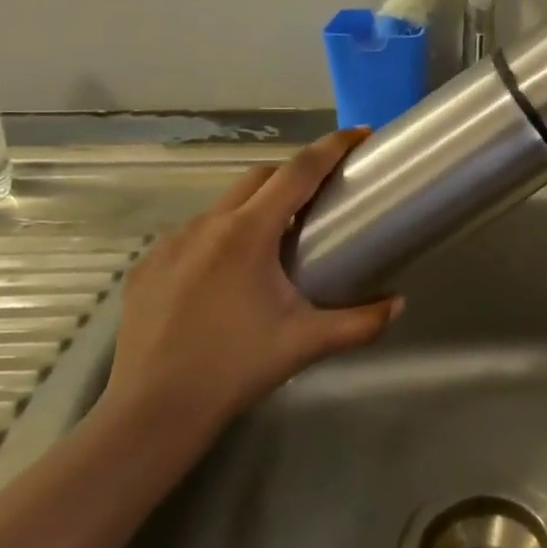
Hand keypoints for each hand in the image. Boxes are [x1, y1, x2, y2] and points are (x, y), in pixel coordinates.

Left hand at [98, 128, 400, 444]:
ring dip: (255, 206)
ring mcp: (170, 243)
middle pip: (260, 177)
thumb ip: (361, 322)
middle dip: (294, 174)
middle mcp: (207, 224)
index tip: (358, 134)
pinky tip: (226, 274)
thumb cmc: (235, 369)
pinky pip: (193, 234)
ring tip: (274, 241)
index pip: (298, 171)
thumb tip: (399, 304)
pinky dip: (220, 236)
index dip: (331, 147)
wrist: (152, 413)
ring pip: (223, 204)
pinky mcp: (147, 265)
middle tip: (321, 196)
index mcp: (248, 233)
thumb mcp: (306, 342)